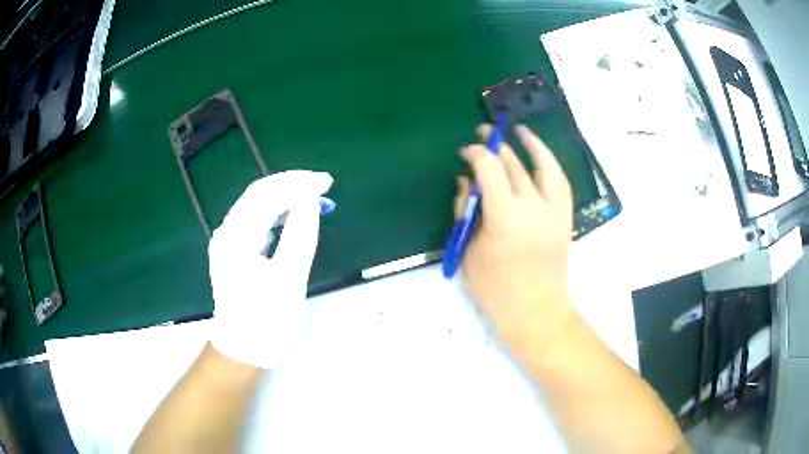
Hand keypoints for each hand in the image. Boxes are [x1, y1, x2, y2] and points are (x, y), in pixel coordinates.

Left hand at [208, 171, 332, 369]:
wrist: (244, 349)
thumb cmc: (267, 320)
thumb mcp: (289, 280)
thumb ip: (299, 236)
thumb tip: (310, 200)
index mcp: (236, 238)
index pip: (266, 195)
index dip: (297, 183)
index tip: (326, 182)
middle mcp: (227, 233)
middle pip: (258, 194)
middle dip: (290, 184)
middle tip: (322, 184)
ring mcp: (227, 242)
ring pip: (255, 205)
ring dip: (284, 196)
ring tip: (312, 194)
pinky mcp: (233, 252)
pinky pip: (254, 221)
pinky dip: (276, 212)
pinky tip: (291, 213)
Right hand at [455, 125, 574, 348]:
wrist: (536, 311)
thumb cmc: (496, 290)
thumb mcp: (469, 251)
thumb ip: (466, 212)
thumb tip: (466, 181)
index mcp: (505, 216)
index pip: (489, 168)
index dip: (475, 153)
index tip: (464, 153)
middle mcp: (533, 206)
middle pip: (514, 164)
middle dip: (495, 146)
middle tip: (482, 137)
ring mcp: (554, 210)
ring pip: (544, 166)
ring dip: (531, 144)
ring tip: (519, 131)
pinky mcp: (564, 218)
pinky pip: (560, 182)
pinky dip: (550, 165)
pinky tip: (541, 156)